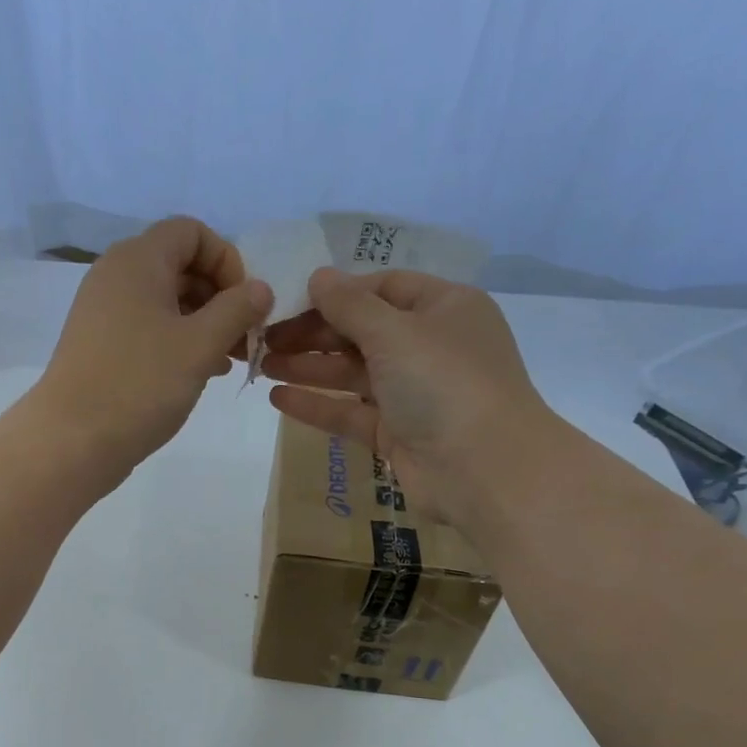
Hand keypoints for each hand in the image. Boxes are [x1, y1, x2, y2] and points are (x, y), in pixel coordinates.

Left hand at [28, 216, 272, 474]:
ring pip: (165, 302)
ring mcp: (103, 312)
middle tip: (243, 339)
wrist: (73, 441)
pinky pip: (147, 329)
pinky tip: (199, 373)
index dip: (227, 260)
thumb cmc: (141, 384)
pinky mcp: (99, 345)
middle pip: (179, 266)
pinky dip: (176, 342)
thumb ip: (237, 310)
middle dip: (219, 297)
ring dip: (202, 324)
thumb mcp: (201, 345)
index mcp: (138, 259)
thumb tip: (260, 289)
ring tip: (228, 361)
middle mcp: (116, 275)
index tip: (244, 304)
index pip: (192, 231)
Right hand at [260, 267, 553, 518]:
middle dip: (314, 333)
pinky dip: (318, 404)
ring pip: (353, 373)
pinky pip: (351, 412)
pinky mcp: (396, 433)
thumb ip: (351, 305)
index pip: (383, 288)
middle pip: (362, 331)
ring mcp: (413, 393)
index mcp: (443, 308)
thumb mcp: (395, 332)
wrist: (484, 470)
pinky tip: (278, 399)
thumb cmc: (444, 383)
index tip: (290, 301)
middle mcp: (429, 346)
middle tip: (264, 338)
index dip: (337, 292)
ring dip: (309, 368)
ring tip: (262, 366)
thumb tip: (319, 275)